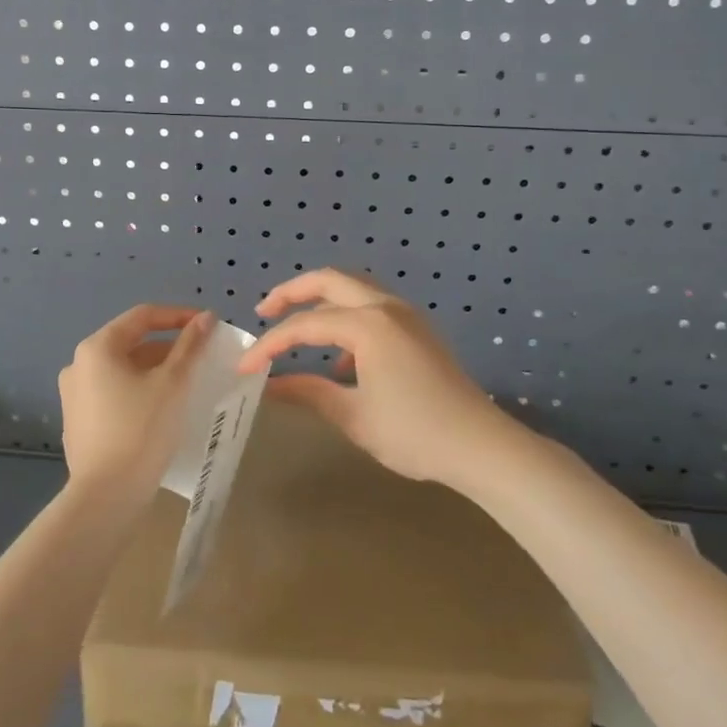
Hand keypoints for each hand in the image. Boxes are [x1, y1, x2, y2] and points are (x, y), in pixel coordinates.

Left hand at [59, 305, 216, 501]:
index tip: (207, 326)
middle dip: (167, 347)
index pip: (142, 316)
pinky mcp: (78, 422)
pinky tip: (160, 410)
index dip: (177, 316)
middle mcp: (78, 365)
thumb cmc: (141, 430)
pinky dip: (137, 392)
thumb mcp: (172, 384)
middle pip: (130, 343)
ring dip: (154, 371)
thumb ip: (189, 346)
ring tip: (185, 384)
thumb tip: (205, 318)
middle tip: (200, 358)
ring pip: (122, 370)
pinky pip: (113, 394)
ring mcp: (74, 395)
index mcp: (97, 348)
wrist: (105, 497)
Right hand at [237, 269, 515, 488]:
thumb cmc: (414, 433)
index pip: (305, 325)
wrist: (481, 446)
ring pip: (353, 289)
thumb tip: (268, 386)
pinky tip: (342, 361)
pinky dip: (347, 318)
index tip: (245, 366)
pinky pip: (372, 307)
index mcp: (368, 324)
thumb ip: (308, 392)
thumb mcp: (353, 415)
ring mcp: (406, 315)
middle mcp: (386, 307)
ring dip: (321, 300)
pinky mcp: (418, 330)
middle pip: (329, 280)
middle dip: (292, 292)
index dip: (270, 344)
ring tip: (296, 328)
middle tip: (264, 310)